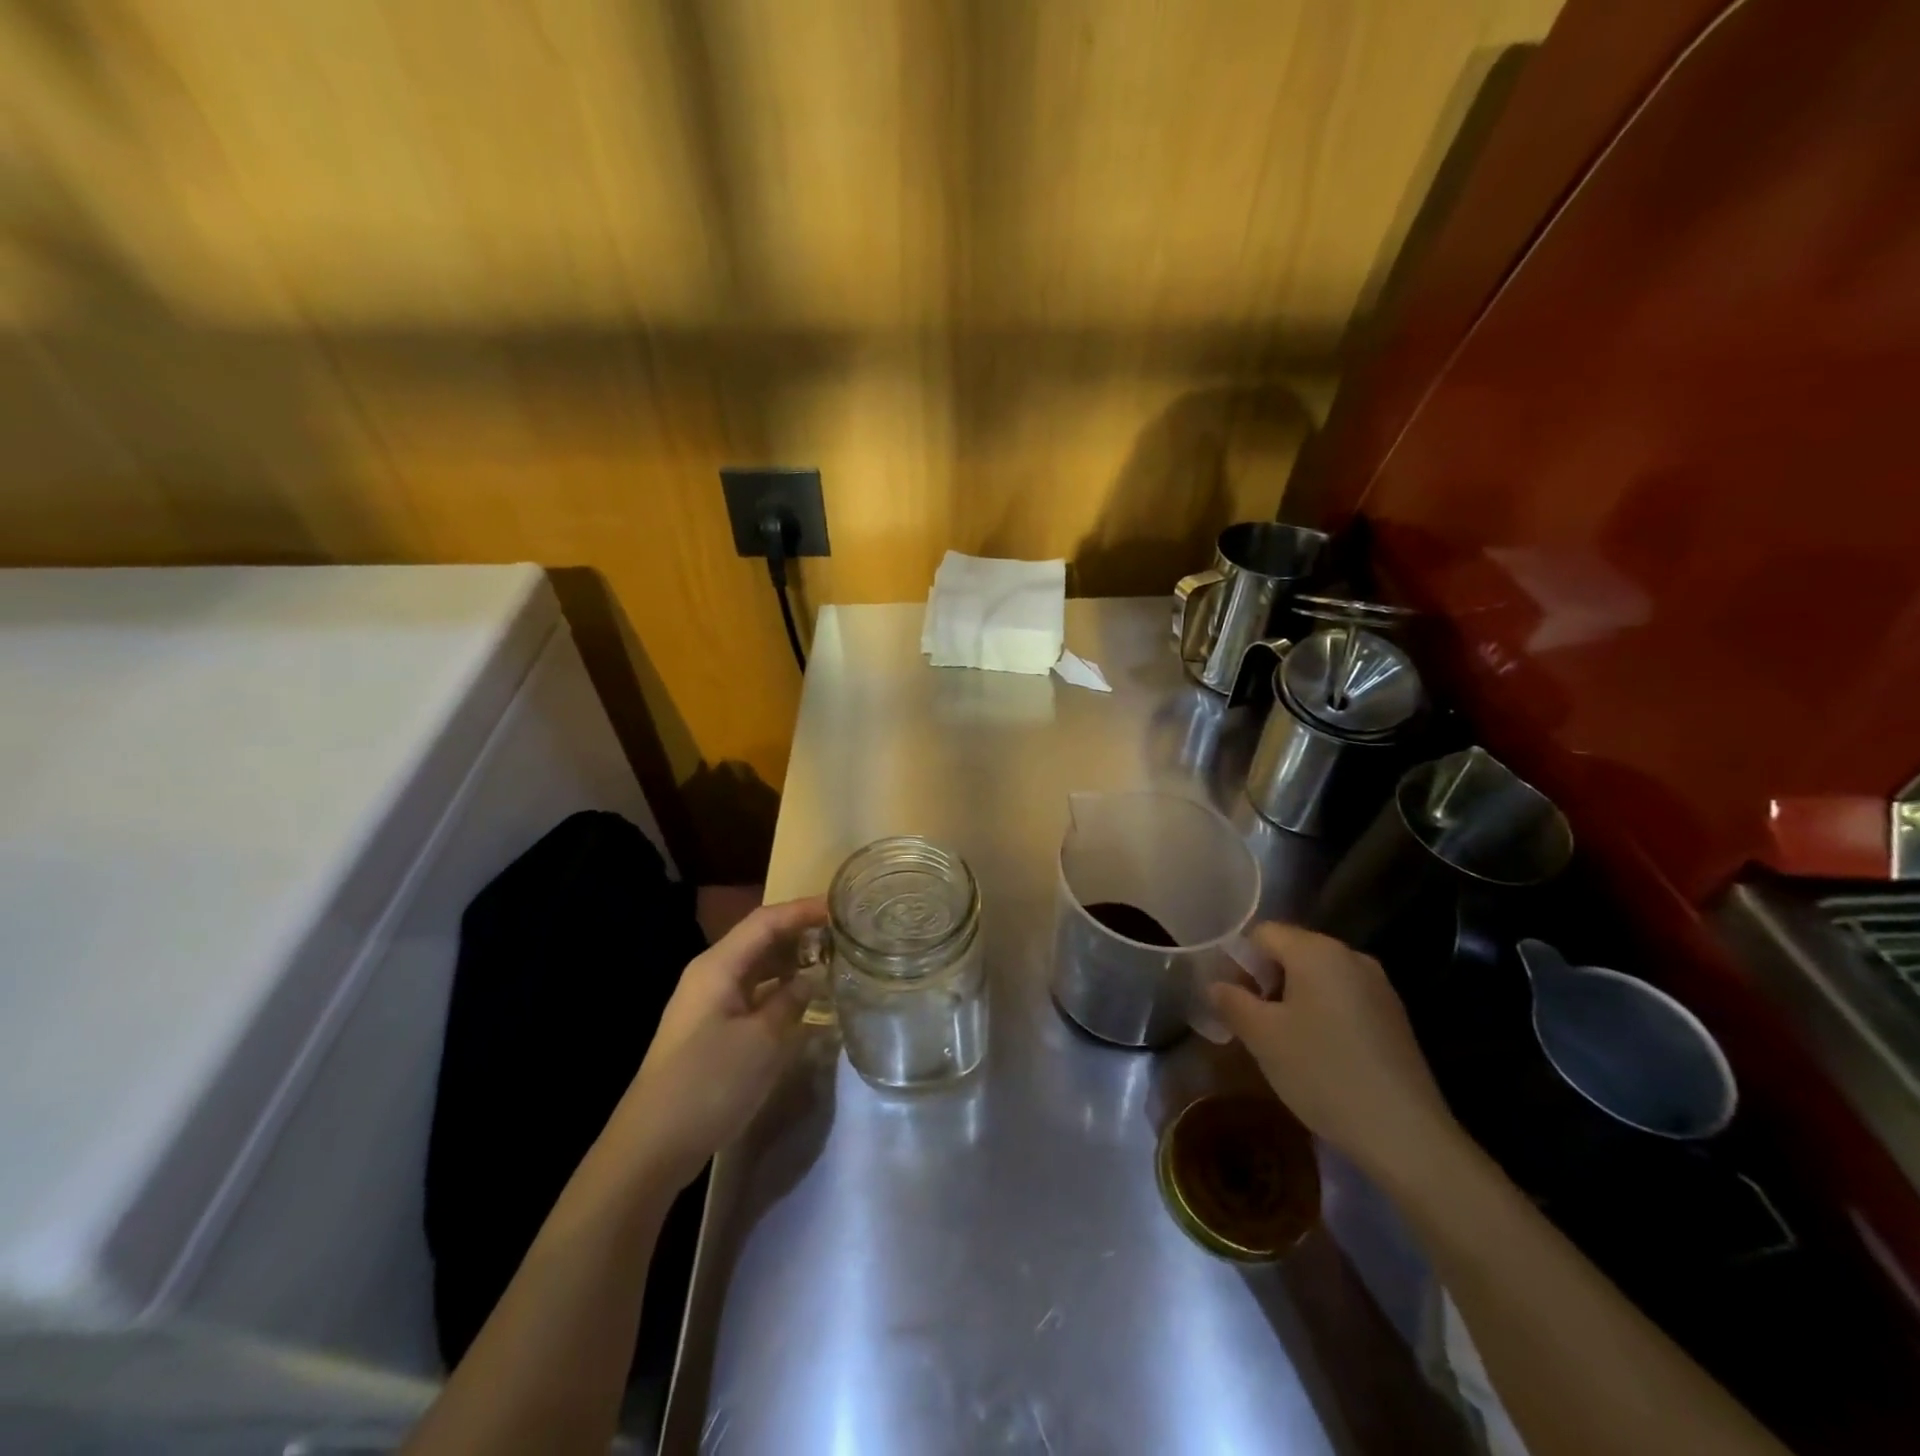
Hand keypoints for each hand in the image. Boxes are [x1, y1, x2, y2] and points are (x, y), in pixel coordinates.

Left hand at [612, 896, 828, 1189]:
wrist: (653, 1145)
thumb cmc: (709, 1082)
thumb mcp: (763, 1040)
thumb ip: (792, 1000)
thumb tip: (811, 978)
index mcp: (718, 966)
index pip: (767, 920)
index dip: (804, 910)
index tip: (842, 907)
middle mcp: (712, 974)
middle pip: (761, 939)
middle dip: (801, 932)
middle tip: (845, 934)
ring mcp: (709, 1002)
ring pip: (758, 967)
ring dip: (792, 961)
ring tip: (833, 961)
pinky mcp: (712, 1029)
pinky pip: (753, 993)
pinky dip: (780, 989)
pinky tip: (805, 999)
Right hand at [1207, 922, 1463, 1184]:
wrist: (1405, 1134)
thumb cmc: (1322, 1072)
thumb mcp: (1261, 1036)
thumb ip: (1232, 1001)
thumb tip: (1216, 985)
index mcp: (1317, 950)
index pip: (1262, 934)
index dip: (1238, 961)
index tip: (1232, 1000)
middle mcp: (1351, 957)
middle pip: (1292, 951)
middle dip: (1265, 981)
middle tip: (1252, 1023)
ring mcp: (1379, 987)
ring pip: (1318, 977)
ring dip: (1293, 999)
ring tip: (1283, 1042)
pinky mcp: (1394, 1018)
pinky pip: (1343, 999)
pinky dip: (1322, 1014)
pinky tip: (1319, 1054)